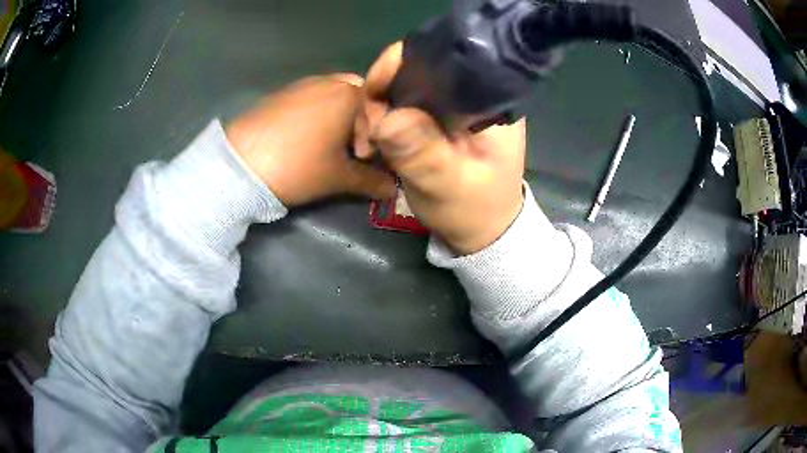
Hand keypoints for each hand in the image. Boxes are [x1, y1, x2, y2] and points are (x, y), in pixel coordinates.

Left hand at [227, 74, 396, 206]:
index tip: (362, 159)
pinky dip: (313, 113)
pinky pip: (308, 97)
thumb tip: (393, 189)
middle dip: (358, 120)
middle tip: (347, 147)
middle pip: (356, 96)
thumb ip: (371, 181)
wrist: (239, 164)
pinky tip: (299, 138)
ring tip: (323, 144)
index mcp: (348, 94)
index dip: (376, 137)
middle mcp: (327, 80)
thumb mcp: (339, 178)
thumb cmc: (298, 166)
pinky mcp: (279, 93)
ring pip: (331, 94)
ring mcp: (300, 84)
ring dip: (336, 115)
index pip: (379, 110)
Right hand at [354, 43, 526, 254]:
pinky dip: (383, 117)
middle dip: (382, 92)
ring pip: (405, 85)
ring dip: (378, 108)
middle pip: (417, 69)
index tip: (372, 96)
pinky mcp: (440, 114)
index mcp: (488, 99)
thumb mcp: (447, 186)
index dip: (399, 67)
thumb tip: (386, 118)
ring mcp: (454, 101)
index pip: (441, 60)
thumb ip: (422, 152)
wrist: (482, 229)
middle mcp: (473, 91)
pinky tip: (375, 139)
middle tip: (367, 131)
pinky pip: (403, 103)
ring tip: (368, 143)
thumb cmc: (473, 209)